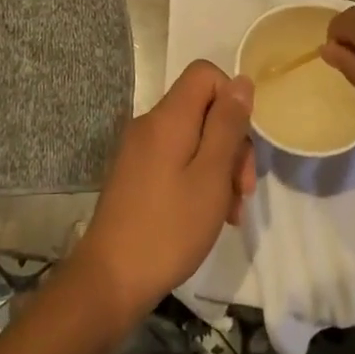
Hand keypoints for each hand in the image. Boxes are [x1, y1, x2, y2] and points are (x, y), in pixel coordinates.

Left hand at [69, 61, 255, 324]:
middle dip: (231, 142)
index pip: (205, 74)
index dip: (232, 98)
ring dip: (219, 167)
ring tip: (231, 211)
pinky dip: (198, 178)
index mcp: (168, 118)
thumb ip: (228, 125)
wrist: (110, 279)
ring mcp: (139, 150)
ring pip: (193, 138)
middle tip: (243, 189)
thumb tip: (241, 81)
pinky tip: (210, 214)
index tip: (243, 141)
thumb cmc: (169, 227)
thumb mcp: (211, 175)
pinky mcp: (136, 174)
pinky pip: (176, 159)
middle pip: (203, 109)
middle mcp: (149, 125)